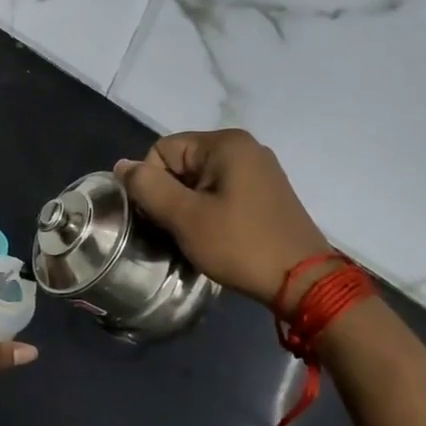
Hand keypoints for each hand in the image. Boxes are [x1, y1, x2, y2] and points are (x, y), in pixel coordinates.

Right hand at [115, 129, 329, 307]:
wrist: (303, 281)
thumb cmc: (240, 245)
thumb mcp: (185, 217)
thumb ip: (148, 187)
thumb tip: (122, 165)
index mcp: (225, 144)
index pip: (162, 150)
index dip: (153, 184)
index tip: (164, 217)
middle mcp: (244, 147)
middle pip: (180, 163)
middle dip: (171, 195)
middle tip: (179, 229)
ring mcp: (258, 170)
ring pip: (198, 181)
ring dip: (188, 207)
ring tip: (197, 236)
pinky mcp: (265, 193)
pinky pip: (220, 192)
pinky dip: (209, 211)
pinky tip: (216, 235)